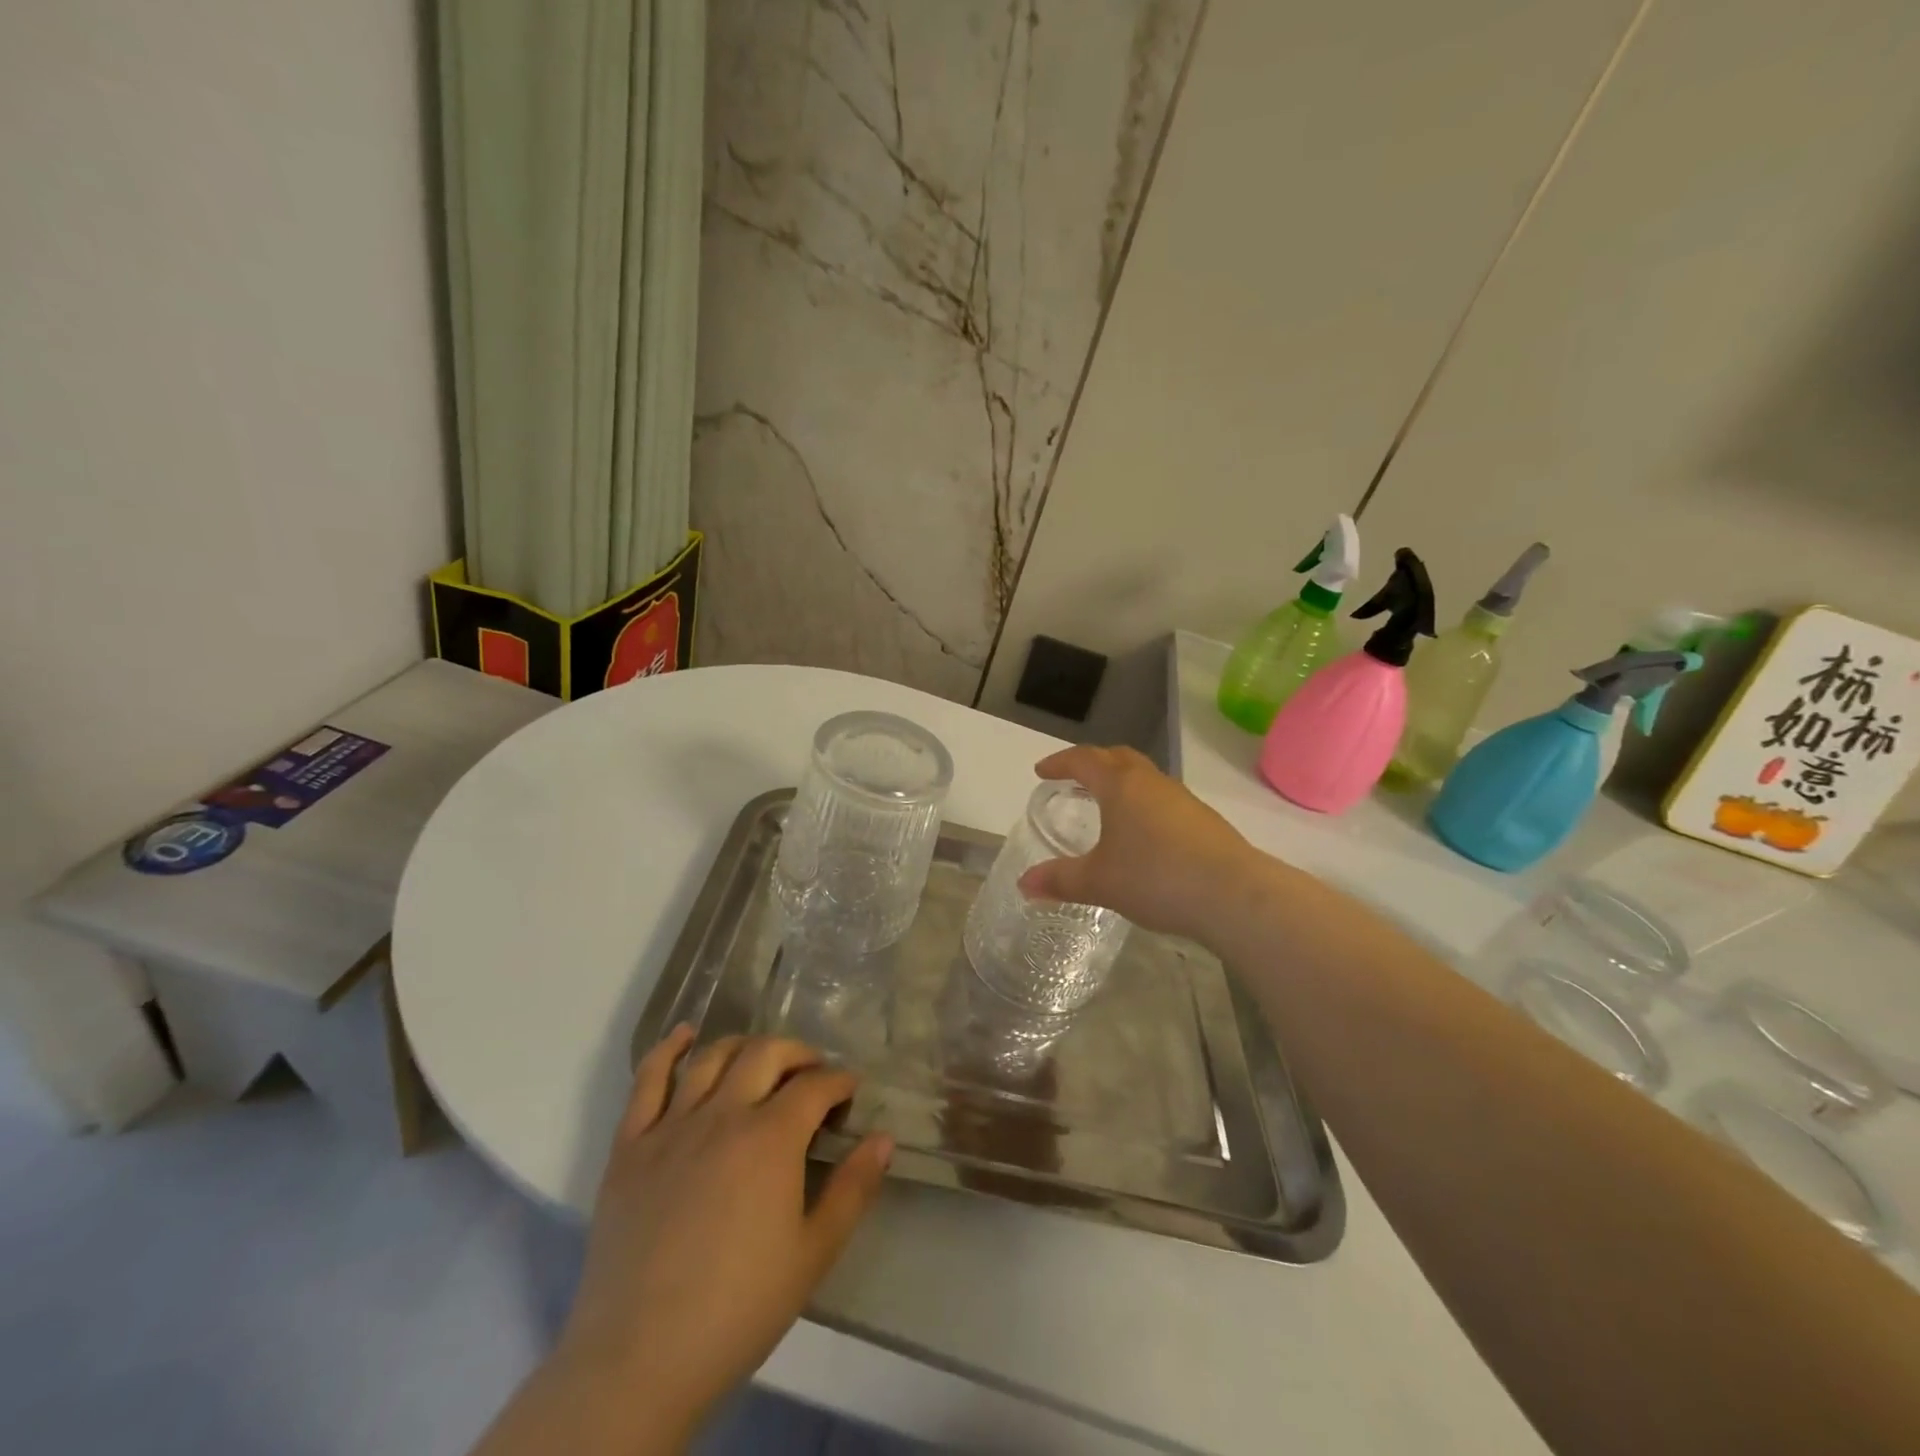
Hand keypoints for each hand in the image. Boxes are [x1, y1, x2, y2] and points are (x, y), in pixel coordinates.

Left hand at [559, 1028, 892, 1447]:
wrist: (639, 1359)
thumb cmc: (738, 1309)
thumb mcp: (813, 1254)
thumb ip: (853, 1189)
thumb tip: (884, 1138)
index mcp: (771, 1138)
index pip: (815, 1085)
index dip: (839, 1082)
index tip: (849, 1093)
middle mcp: (723, 1115)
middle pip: (766, 1054)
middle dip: (798, 1053)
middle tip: (812, 1072)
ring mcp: (672, 1125)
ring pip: (712, 1057)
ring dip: (744, 1046)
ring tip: (760, 1059)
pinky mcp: (630, 1145)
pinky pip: (647, 1080)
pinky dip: (668, 1049)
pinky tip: (685, 1035)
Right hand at [1017, 745, 1262, 940]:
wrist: (1233, 894)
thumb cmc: (1155, 877)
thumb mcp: (1099, 882)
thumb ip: (1060, 880)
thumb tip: (1024, 884)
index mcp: (1120, 785)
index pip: (1084, 759)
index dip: (1060, 762)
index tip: (1042, 771)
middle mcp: (1152, 782)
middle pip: (1118, 757)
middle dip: (1093, 763)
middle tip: (1075, 780)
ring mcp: (1183, 799)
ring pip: (1145, 778)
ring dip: (1122, 784)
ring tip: (1108, 808)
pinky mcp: (1204, 821)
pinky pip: (1164, 801)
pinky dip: (1144, 806)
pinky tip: (1144, 838)